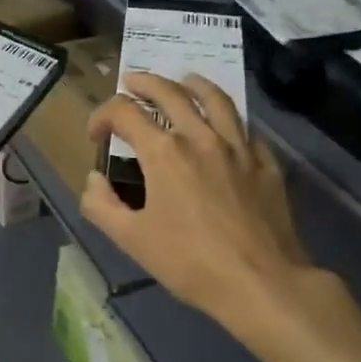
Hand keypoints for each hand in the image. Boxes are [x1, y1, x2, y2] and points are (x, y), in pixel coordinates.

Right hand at [81, 73, 312, 325]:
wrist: (261, 282)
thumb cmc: (189, 262)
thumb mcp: (131, 240)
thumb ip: (102, 205)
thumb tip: (94, 179)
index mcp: (164, 153)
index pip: (124, 113)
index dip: (102, 116)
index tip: (96, 134)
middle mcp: (201, 138)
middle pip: (170, 93)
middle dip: (145, 82)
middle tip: (131, 81)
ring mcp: (239, 148)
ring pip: (216, 99)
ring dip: (194, 84)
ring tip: (184, 79)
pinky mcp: (266, 164)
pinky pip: (246, 128)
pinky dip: (229, 119)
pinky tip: (226, 125)